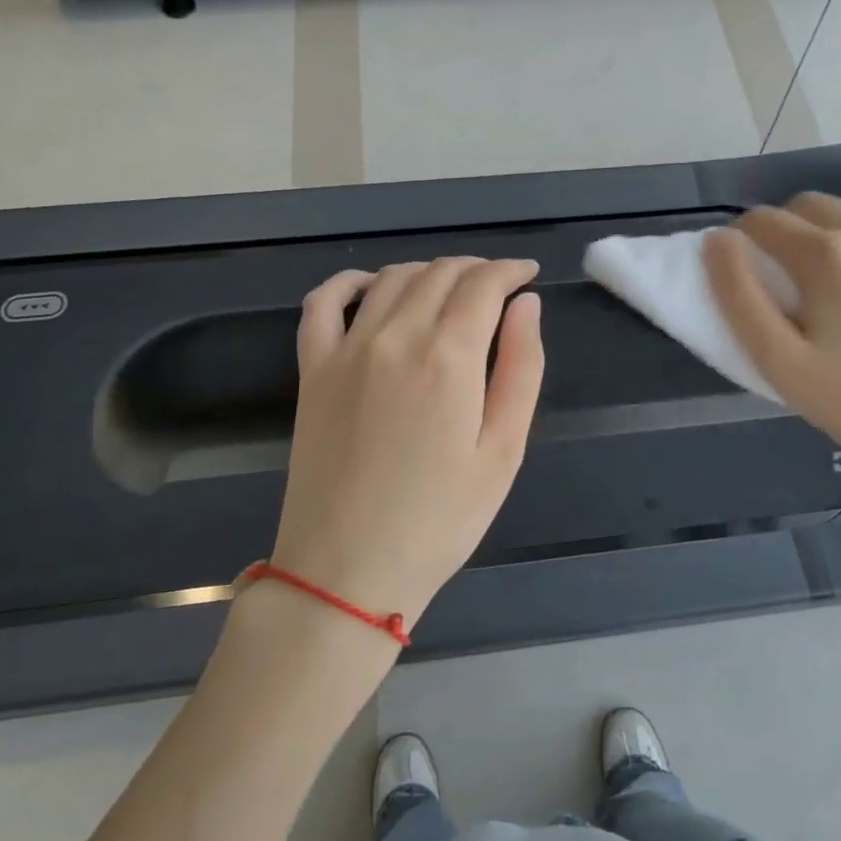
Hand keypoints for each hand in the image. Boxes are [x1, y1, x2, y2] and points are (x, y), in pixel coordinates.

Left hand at [270, 258, 544, 632]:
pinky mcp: (312, 368)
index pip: (483, 284)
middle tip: (497, 287)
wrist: (347, 571)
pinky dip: (350, 281)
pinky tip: (371, 286)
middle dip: (476, 269)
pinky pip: (323, 302)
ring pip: (391, 278)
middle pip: (440, 273)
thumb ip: (522, 368)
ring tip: (450, 289)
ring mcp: (346, 349)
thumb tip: (527, 305)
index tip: (528, 275)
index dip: (511, 270)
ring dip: (428, 271)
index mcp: (449, 357)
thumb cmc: (441, 520)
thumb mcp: (504, 451)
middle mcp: (396, 336)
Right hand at [705, 195, 840, 518]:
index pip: (762, 220)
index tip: (747, 272)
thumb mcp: (778, 361)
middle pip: (808, 205)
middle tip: (789, 279)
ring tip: (838, 279)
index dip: (742, 241)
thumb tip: (718, 240)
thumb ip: (737, 294)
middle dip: (786, 231)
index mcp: (828, 253)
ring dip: (832, 230)